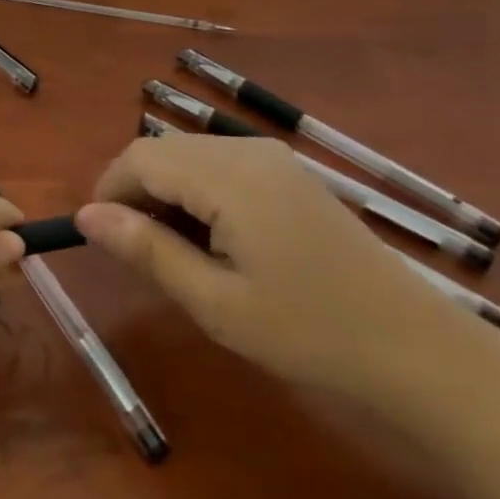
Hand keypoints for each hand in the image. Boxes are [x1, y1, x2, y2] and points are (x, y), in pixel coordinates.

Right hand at [75, 136, 479, 401]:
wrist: (415, 348)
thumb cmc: (308, 332)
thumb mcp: (215, 302)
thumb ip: (146, 250)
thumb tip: (84, 216)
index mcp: (229, 177)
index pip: (141, 157)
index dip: (109, 190)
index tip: (101, 239)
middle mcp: (248, 151)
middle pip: (163, 150)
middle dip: (135, 191)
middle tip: (137, 252)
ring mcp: (273, 159)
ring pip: (190, 156)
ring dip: (166, 192)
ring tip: (175, 251)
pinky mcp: (288, 174)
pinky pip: (221, 165)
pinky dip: (198, 192)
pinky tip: (214, 239)